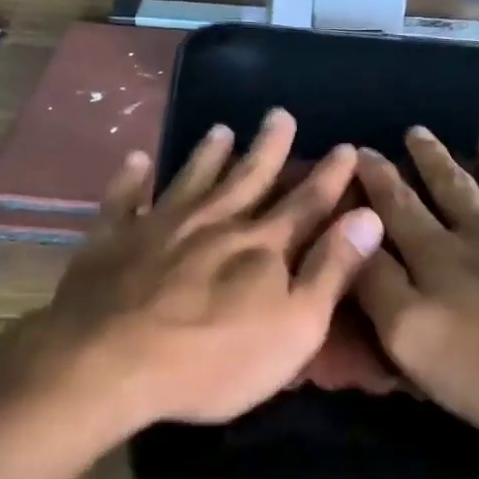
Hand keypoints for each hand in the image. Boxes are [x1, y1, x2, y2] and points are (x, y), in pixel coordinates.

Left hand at [25, 110, 384, 429]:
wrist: (109, 364)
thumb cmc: (213, 359)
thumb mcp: (294, 328)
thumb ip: (332, 270)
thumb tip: (369, 217)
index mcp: (261, 246)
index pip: (306, 203)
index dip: (330, 176)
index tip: (346, 147)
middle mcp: (214, 222)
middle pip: (248, 177)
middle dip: (269, 147)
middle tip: (279, 114)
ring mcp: (159, 226)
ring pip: (190, 179)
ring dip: (207, 154)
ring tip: (220, 129)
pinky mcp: (112, 240)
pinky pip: (122, 199)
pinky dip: (131, 178)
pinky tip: (136, 159)